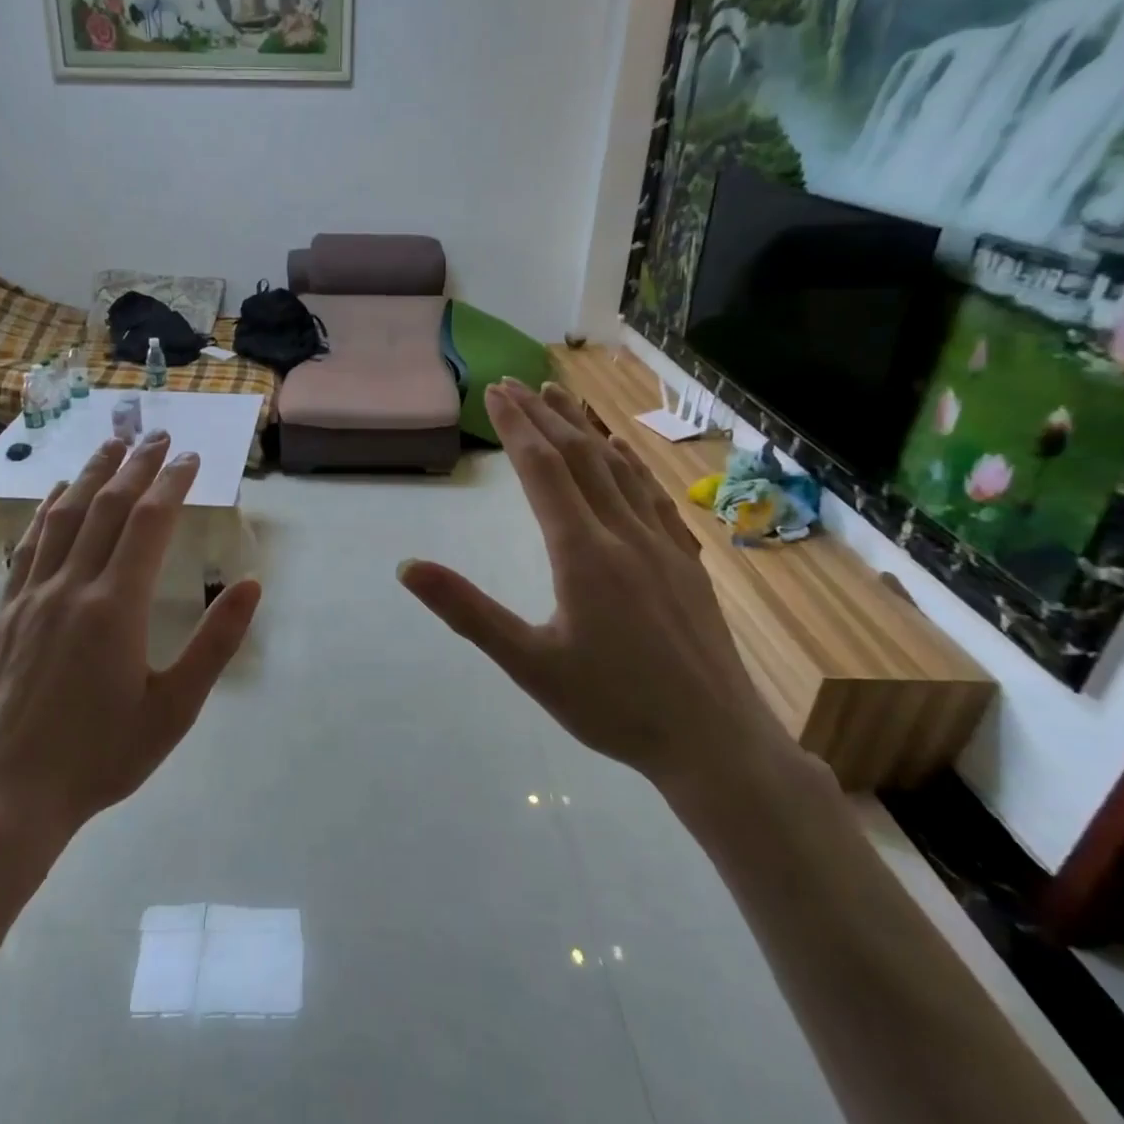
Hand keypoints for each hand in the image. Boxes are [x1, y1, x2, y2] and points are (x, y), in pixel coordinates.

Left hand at [0, 430, 261, 847]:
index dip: (171, 483)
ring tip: (110, 444)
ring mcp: (33, 596)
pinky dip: (46, 510)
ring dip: (90, 474)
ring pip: (64, 517)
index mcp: (116, 606)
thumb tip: (251, 585)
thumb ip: (215, 643)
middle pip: (106, 507)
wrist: (8, 794)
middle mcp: (71, 586)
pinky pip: (30, 545)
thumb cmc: (102, 755)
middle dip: (135, 465)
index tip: (190, 456)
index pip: (148, 523)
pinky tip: (54, 494)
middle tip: (157, 434)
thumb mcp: (175, 709)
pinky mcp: (8, 612)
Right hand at [399, 381, 788, 795]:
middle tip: (517, 383)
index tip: (496, 391)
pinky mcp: (686, 561)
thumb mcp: (529, 664)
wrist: (714, 740)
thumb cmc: (613, 706)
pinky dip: (629, 463)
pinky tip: (624, 454)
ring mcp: (662, 544)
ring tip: (563, 398)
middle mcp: (624, 533)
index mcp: (583, 553)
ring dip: (586, 429)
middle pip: (580, 457)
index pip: (543, 471)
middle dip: (545, 416)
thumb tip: (409, 567)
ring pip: (619, 468)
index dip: (517, 427)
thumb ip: (468, 612)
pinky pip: (652, 494)